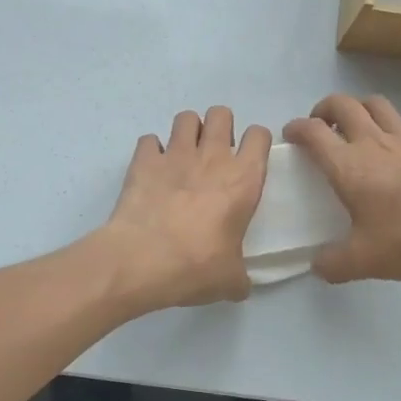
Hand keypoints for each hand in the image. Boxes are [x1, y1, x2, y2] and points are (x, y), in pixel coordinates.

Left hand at [101, 106, 270, 310]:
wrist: (140, 260)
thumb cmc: (195, 266)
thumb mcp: (230, 280)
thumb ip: (239, 277)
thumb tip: (240, 286)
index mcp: (243, 179)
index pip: (259, 136)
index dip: (256, 142)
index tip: (249, 158)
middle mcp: (212, 157)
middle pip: (222, 113)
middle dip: (220, 127)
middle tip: (214, 154)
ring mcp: (175, 154)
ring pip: (186, 117)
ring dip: (187, 131)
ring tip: (183, 155)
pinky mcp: (143, 160)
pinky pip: (149, 140)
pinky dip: (151, 150)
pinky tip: (151, 169)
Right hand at [282, 94, 400, 281]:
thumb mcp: (365, 261)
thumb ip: (334, 264)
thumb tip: (318, 266)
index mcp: (349, 166)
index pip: (313, 132)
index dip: (296, 128)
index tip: (290, 135)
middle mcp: (374, 142)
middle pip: (343, 104)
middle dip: (324, 109)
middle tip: (322, 126)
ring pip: (376, 104)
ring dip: (359, 108)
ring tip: (357, 127)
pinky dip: (394, 126)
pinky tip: (399, 145)